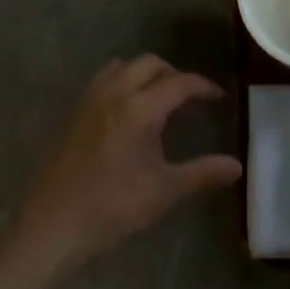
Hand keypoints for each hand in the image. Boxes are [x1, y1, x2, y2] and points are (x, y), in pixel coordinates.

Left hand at [12, 56, 242, 272]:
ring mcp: (89, 100)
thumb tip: (237, 166)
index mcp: (139, 109)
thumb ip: (202, 173)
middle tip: (189, 98)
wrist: (53, 225)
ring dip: (144, 73)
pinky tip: (127, 111)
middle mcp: (114, 93)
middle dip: (173, 74)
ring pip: (123, 66)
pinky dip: (122, 82)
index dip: (202, 86)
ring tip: (158, 98)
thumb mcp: (164, 191)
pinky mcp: (74, 112)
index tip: (218, 97)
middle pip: (149, 63)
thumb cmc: (112, 208)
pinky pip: (103, 80)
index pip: (179, 83)